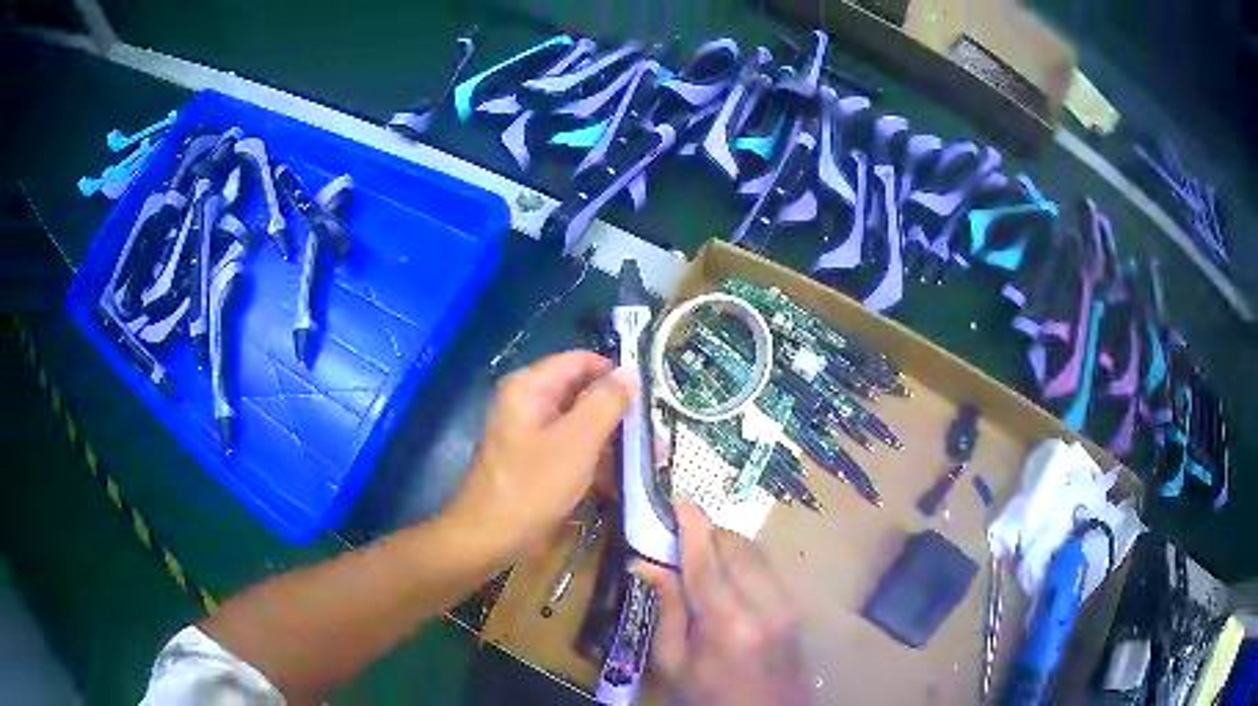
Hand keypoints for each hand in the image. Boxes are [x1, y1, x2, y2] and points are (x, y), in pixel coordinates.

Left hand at [446, 351, 634, 558]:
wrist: (489, 537)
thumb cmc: (533, 487)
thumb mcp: (577, 442)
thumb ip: (606, 403)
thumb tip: (631, 372)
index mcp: (530, 387)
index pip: (581, 361)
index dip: (615, 374)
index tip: (649, 397)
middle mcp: (528, 401)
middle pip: (580, 391)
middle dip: (616, 411)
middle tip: (651, 433)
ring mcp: (529, 431)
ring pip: (578, 422)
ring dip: (608, 438)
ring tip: (643, 457)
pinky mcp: (533, 458)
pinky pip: (569, 446)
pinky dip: (592, 457)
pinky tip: (616, 478)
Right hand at [640, 502, 809, 705]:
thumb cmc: (710, 697)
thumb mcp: (674, 662)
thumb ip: (667, 608)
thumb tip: (646, 563)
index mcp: (726, 624)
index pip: (705, 561)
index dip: (691, 525)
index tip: (677, 498)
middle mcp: (764, 605)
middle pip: (736, 546)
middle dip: (707, 532)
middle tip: (680, 536)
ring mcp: (786, 604)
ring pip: (755, 551)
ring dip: (726, 544)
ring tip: (701, 556)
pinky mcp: (795, 606)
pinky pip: (767, 567)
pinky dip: (743, 560)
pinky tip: (726, 575)